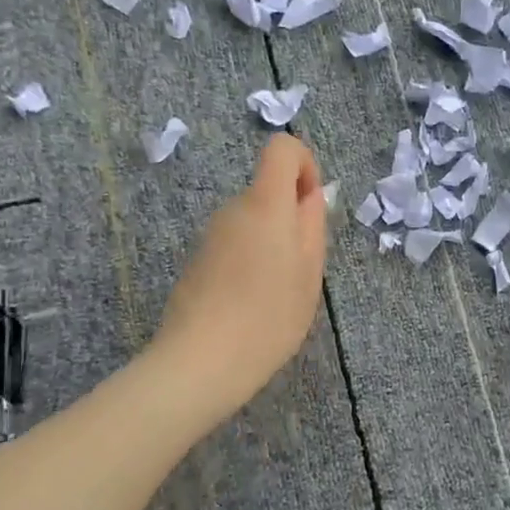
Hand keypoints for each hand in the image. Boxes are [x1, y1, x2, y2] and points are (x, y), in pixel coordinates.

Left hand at [151, 134, 328, 416]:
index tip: (311, 206)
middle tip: (300, 270)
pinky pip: (234, 245)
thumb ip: (312, 225)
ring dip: (270, 245)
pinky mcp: (197, 260)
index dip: (304, 165)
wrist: (202, 361)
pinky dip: (248, 263)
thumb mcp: (309, 273)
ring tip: (275, 295)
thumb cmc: (269, 317)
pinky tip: (250, 305)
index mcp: (266, 204)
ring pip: (252, 222)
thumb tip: (309, 195)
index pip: (282, 149)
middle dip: (290, 218)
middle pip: (268, 190)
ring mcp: (211, 235)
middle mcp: (233, 209)